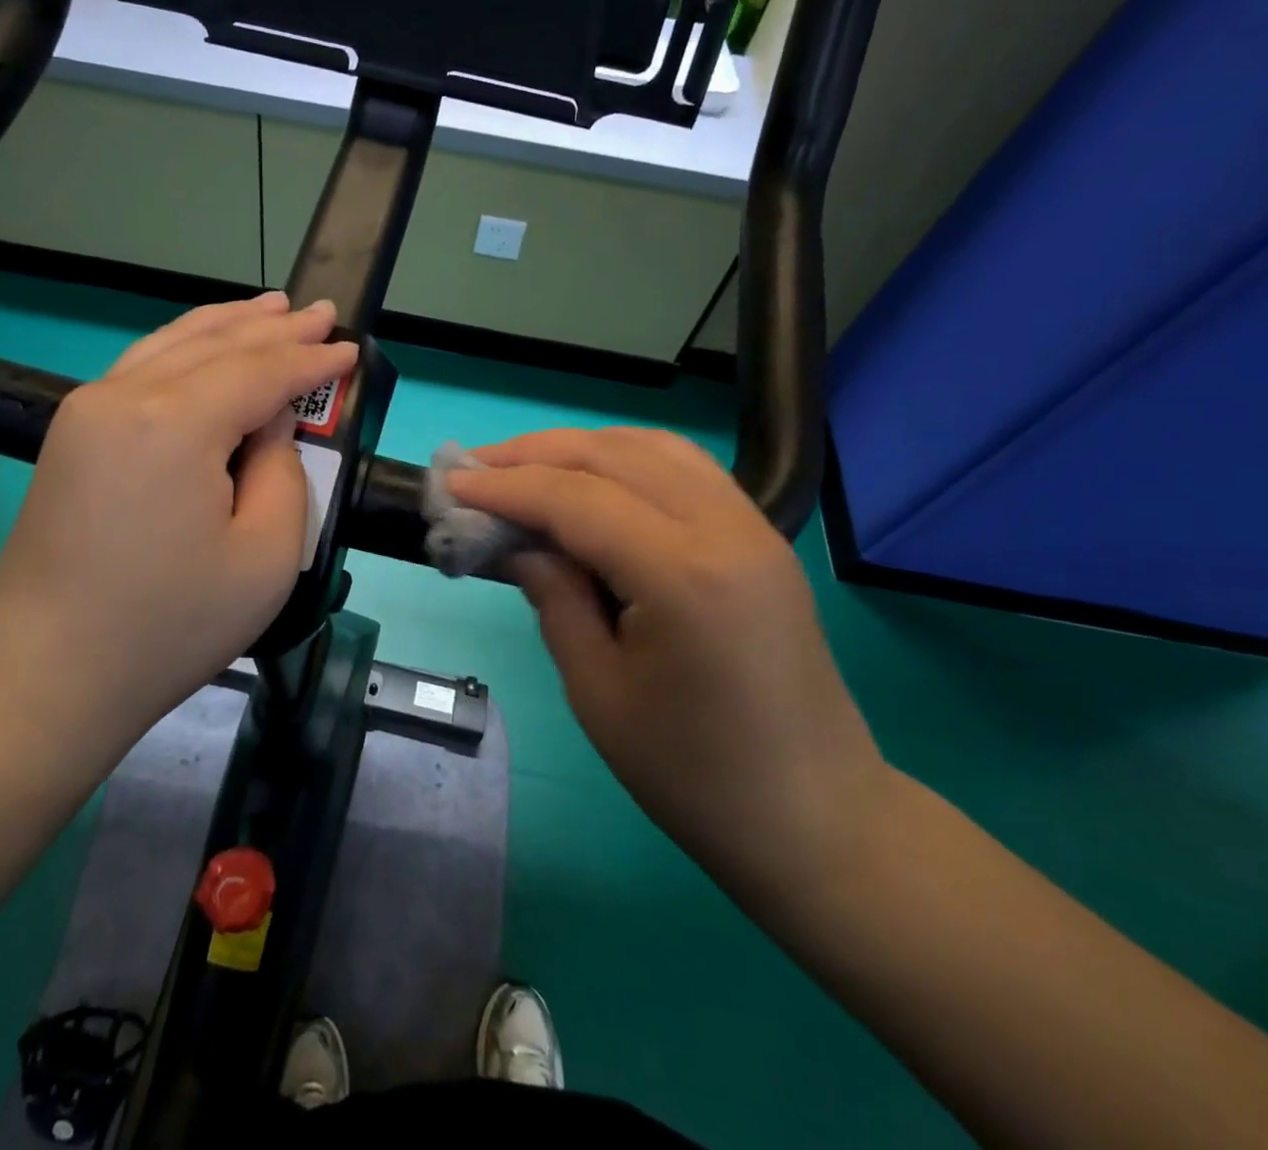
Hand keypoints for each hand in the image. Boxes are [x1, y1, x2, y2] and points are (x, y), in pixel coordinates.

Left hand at [0, 293, 354, 746]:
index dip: (311, 362)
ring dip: (228, 324)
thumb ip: (283, 472)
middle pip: (216, 345)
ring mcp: (87, 410)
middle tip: (321, 313)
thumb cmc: (169, 625)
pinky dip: (185, 346)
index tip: (351, 350)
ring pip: (173, 344)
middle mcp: (124, 396)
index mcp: (174, 423)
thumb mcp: (265, 557)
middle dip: (275, 328)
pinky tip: (206, 342)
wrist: (47, 676)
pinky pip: (142, 366)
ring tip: (272, 308)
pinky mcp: (72, 433)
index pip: (260, 372)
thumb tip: (271, 425)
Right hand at [449, 428, 889, 906]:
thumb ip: (553, 598)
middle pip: (612, 456)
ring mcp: (752, 526)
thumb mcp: (598, 691)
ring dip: (580, 447)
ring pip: (651, 448)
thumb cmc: (694, 775)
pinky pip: (685, 468)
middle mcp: (723, 528)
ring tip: (525, 465)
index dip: (506, 488)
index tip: (451, 486)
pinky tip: (593, 476)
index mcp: (682, 575)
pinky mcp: (760, 537)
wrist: (815, 818)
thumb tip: (517, 543)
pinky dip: (627, 457)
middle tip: (475, 469)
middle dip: (534, 454)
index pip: (576, 500)